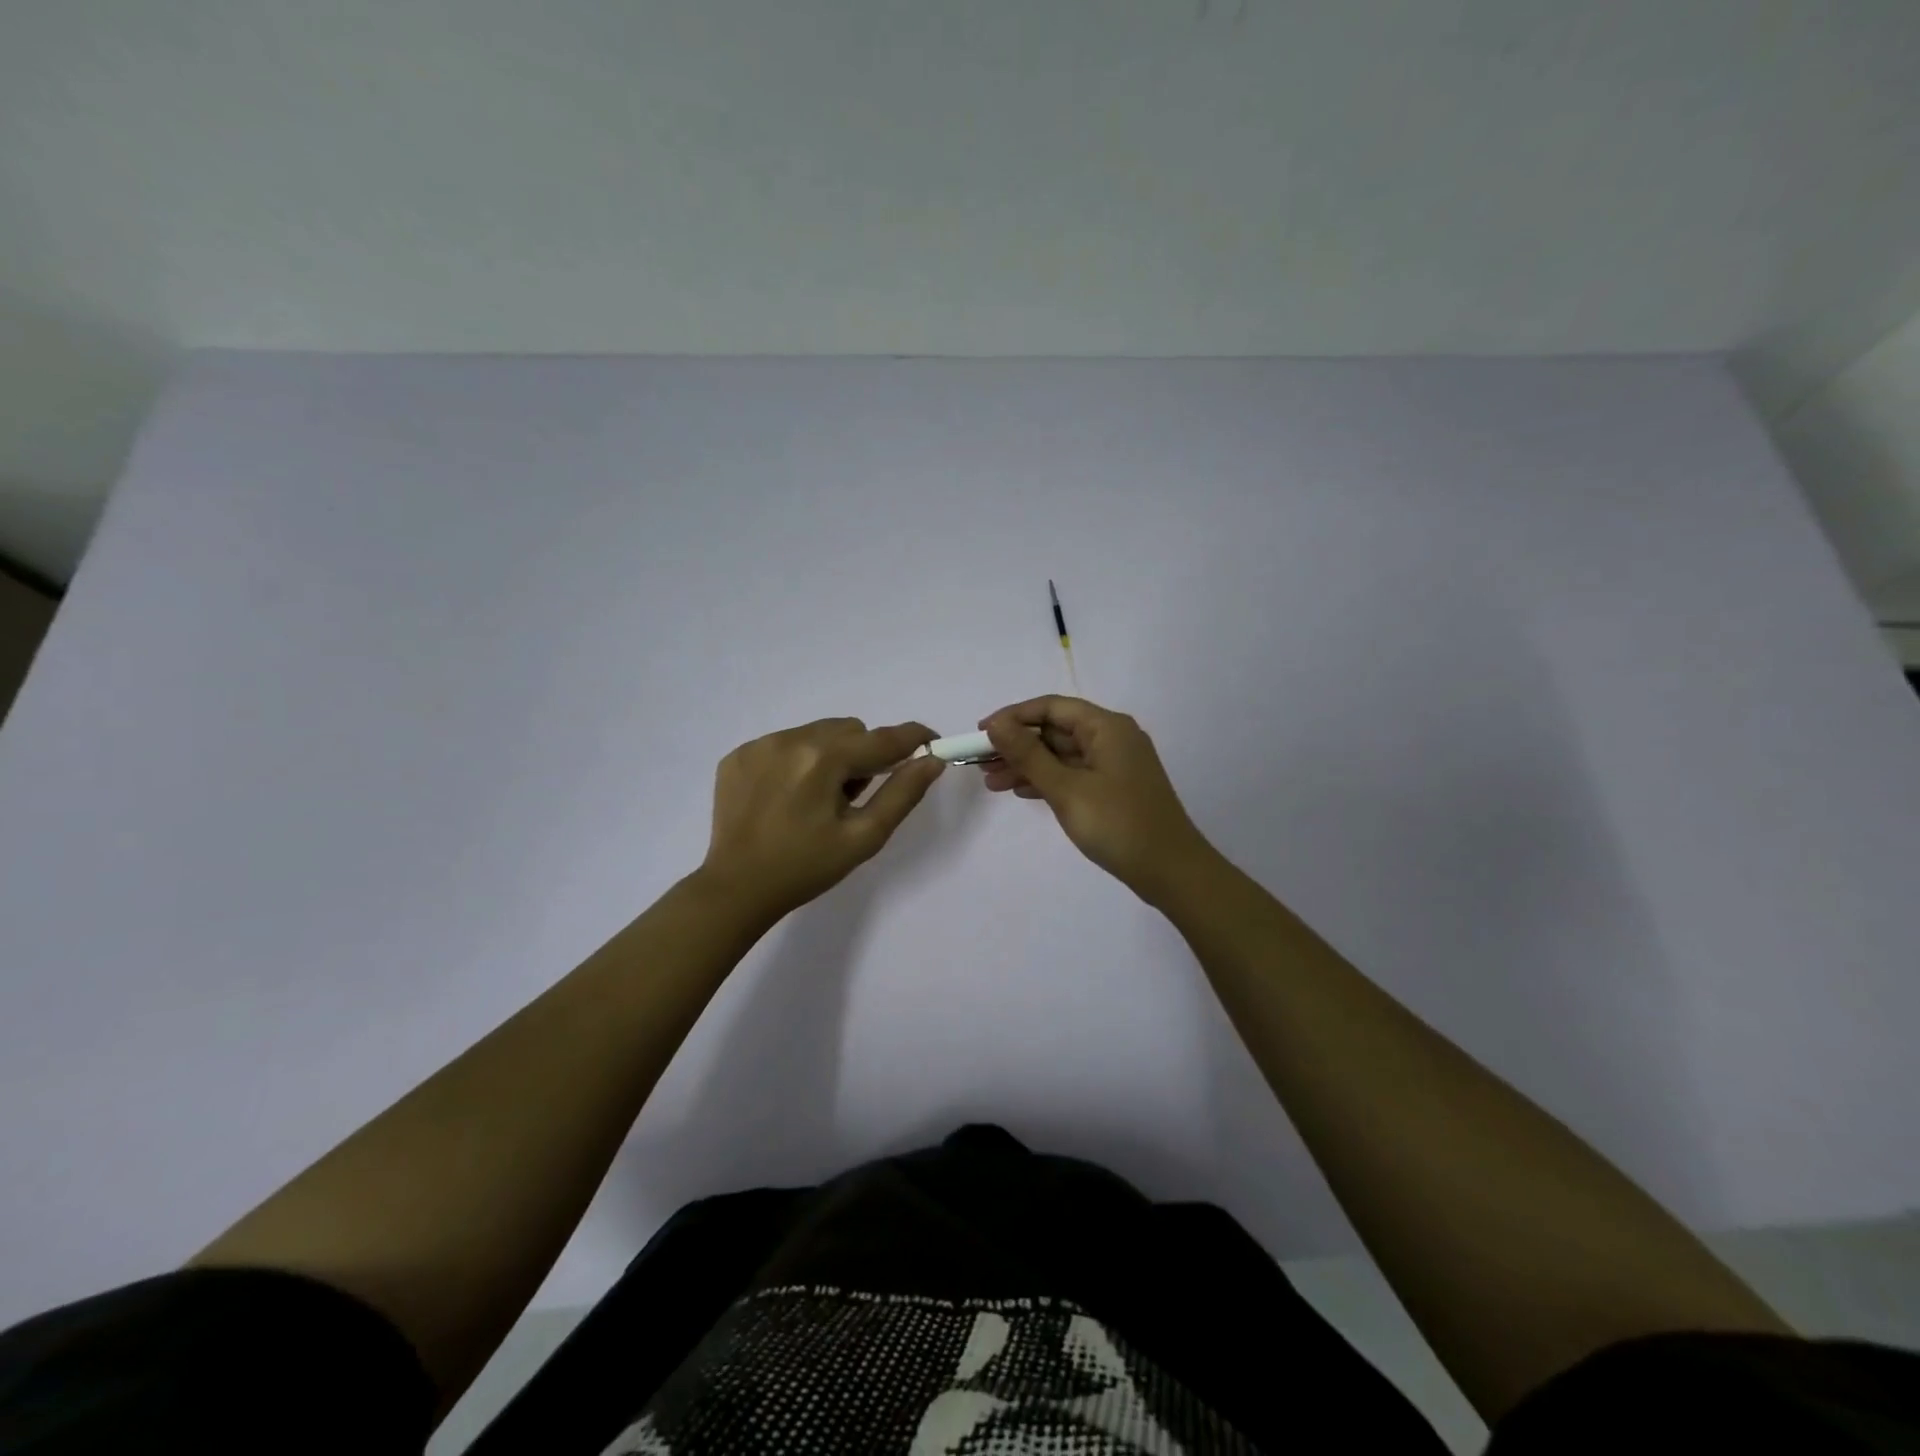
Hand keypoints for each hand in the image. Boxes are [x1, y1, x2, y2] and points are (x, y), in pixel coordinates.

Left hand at [699, 717, 945, 919]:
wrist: (736, 889)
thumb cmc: (806, 868)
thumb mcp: (863, 837)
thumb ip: (902, 794)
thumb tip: (931, 760)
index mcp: (823, 759)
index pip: (882, 738)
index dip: (913, 738)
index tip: (931, 743)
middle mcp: (790, 739)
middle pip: (849, 730)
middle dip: (863, 755)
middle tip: (854, 797)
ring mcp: (759, 744)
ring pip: (817, 733)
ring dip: (830, 755)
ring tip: (817, 799)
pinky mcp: (738, 755)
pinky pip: (784, 743)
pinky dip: (797, 761)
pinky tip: (787, 797)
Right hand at [980, 696, 1214, 900]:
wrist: (1170, 871)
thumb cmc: (1117, 824)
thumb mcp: (1066, 788)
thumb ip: (1028, 755)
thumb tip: (995, 724)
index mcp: (1106, 727)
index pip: (1051, 707)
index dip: (1013, 717)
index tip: (980, 734)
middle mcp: (1112, 737)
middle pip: (1055, 730)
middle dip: (1016, 745)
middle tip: (979, 764)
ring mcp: (1114, 764)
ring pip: (1061, 754)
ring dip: (1027, 765)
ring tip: (991, 783)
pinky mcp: (1114, 788)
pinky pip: (1073, 773)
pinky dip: (1047, 780)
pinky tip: (1021, 792)